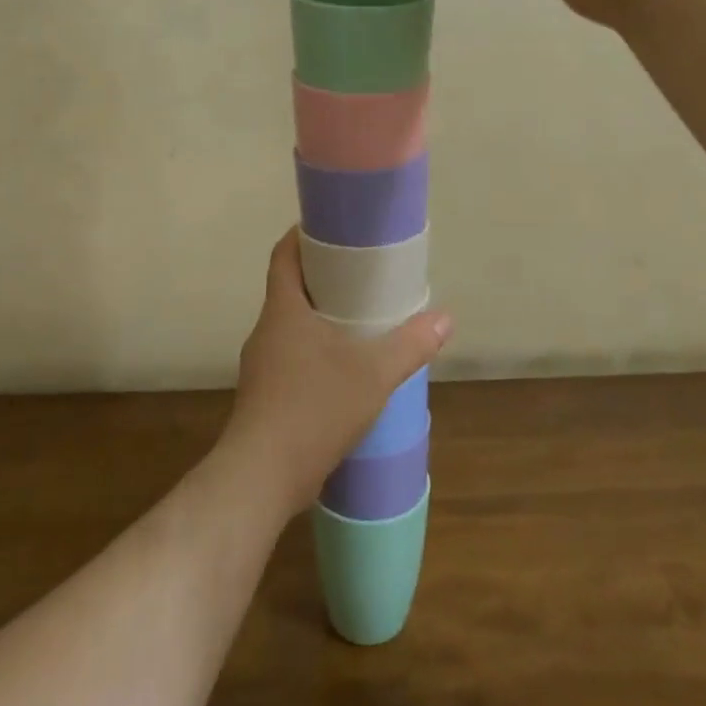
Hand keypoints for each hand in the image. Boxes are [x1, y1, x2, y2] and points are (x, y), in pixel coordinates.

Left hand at [219, 229, 451, 520]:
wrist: (261, 478)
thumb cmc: (313, 408)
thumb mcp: (373, 374)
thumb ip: (410, 344)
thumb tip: (445, 318)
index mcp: (283, 310)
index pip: (284, 255)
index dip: (303, 235)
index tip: (332, 228)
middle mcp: (266, 331)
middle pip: (291, 289)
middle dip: (323, 278)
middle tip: (362, 275)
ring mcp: (262, 366)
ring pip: (292, 327)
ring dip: (321, 319)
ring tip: (360, 322)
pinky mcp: (265, 397)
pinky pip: (292, 359)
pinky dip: (317, 352)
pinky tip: (344, 371)